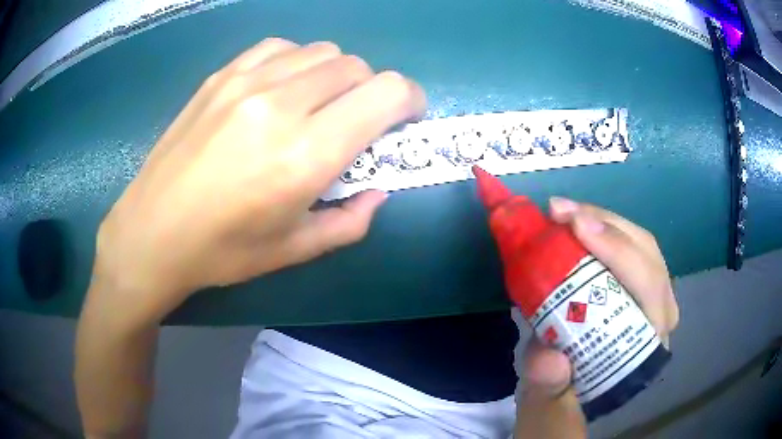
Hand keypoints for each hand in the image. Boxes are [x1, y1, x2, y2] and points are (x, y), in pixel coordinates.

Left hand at [88, 38, 425, 324]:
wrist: (151, 231)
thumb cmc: (223, 251)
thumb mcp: (295, 250)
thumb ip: (351, 220)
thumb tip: (378, 189)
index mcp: (306, 154)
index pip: (386, 93)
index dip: (409, 100)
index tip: (404, 119)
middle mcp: (281, 104)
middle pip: (357, 66)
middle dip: (372, 91)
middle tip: (356, 121)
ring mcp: (247, 81)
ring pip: (322, 51)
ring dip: (336, 76)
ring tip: (317, 105)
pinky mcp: (222, 75)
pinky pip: (281, 47)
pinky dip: (297, 62)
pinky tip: (281, 90)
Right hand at [515, 198, 678, 436]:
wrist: (567, 391)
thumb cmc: (563, 394)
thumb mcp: (548, 401)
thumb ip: (549, 388)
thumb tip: (550, 358)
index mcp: (645, 347)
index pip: (648, 290)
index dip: (618, 253)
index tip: (576, 227)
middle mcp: (659, 316)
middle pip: (647, 256)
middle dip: (607, 226)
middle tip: (560, 211)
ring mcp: (652, 295)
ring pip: (641, 243)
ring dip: (603, 219)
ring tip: (563, 211)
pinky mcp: (637, 284)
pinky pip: (629, 244)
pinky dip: (602, 226)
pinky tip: (576, 221)